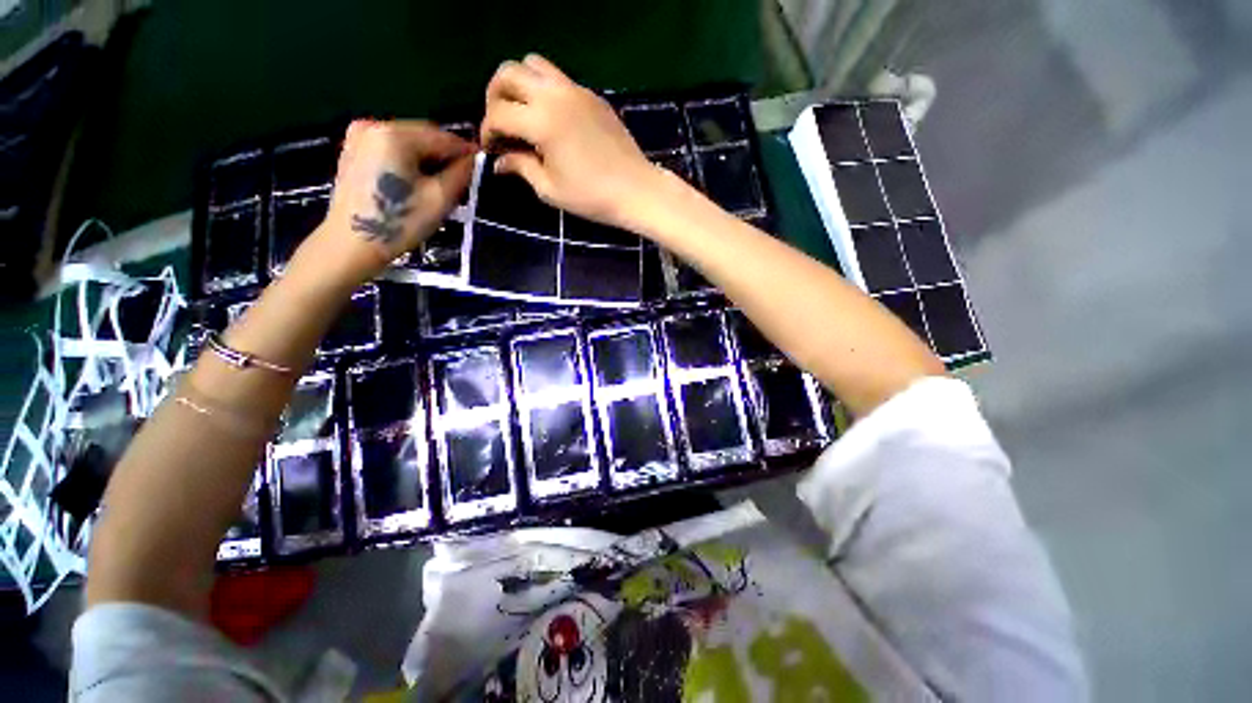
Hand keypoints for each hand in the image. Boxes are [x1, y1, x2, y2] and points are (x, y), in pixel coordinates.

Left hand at [299, 120, 475, 286]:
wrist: (351, 244)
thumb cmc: (400, 223)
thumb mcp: (440, 199)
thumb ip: (461, 173)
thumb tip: (474, 160)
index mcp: (395, 134)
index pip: (442, 137)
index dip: (466, 150)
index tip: (482, 163)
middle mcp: (374, 126)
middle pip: (423, 135)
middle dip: (445, 154)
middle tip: (464, 176)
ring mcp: (359, 137)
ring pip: (407, 142)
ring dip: (427, 158)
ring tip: (442, 181)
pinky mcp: (353, 151)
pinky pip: (391, 148)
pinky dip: (408, 160)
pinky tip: (417, 181)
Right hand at [480, 54, 670, 231]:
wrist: (636, 190)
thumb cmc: (592, 197)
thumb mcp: (550, 189)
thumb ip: (521, 167)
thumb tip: (499, 162)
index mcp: (541, 121)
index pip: (498, 113)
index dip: (487, 131)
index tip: (491, 149)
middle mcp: (555, 95)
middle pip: (508, 72)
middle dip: (495, 96)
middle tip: (501, 123)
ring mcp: (576, 90)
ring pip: (534, 64)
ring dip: (519, 84)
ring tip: (522, 114)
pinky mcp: (592, 95)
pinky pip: (559, 78)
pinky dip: (544, 89)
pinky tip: (551, 119)